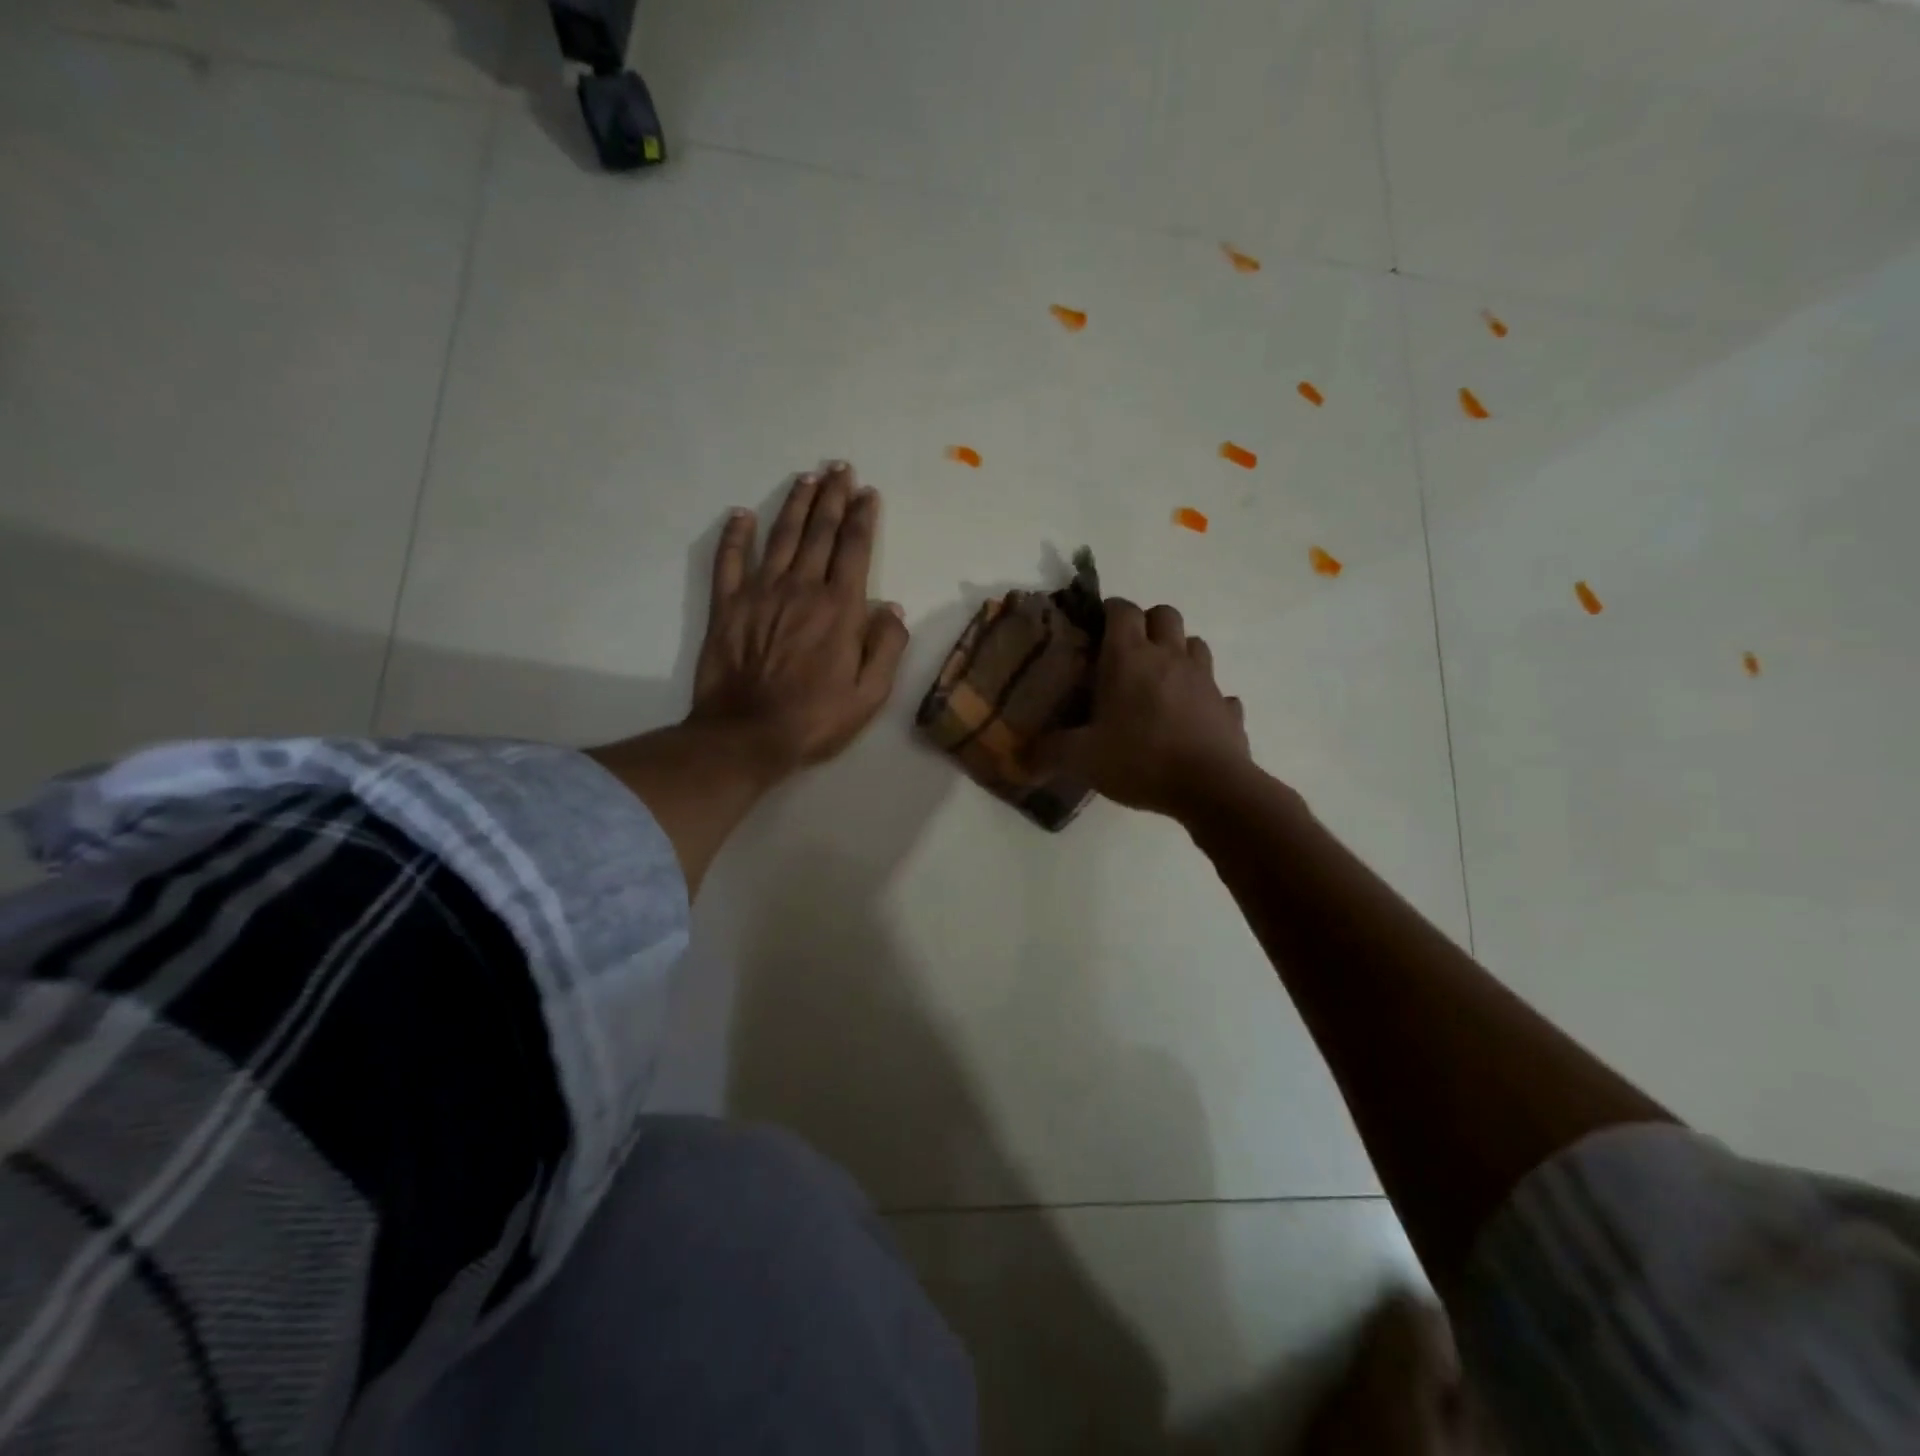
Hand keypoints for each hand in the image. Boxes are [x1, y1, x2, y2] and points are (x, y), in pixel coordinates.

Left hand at [687, 462, 908, 780]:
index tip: (868, 493)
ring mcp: (760, 593)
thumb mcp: (870, 694)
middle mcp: (801, 588)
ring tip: (807, 479)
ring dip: (796, 505)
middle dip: (833, 497)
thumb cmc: (816, 718)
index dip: (863, 517)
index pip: (854, 549)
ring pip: (781, 536)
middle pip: (819, 532)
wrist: (748, 735)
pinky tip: (742, 514)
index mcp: (839, 608)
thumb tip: (892, 607)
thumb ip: (886, 647)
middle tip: (840, 468)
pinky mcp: (727, 606)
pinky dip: (735, 535)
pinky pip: (729, 560)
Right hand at [1035, 598, 1250, 818]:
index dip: (1109, 611)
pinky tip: (1192, 718)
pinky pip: (1219, 692)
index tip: (1096, 629)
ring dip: (1178, 653)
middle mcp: (1170, 657)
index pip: (1122, 609)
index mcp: (1129, 658)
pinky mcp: (1227, 708)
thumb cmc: (1139, 760)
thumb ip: (1048, 753)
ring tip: (1159, 681)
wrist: (1210, 788)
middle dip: (1147, 624)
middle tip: (1128, 653)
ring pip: (1195, 645)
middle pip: (1165, 614)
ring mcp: (1205, 680)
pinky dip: (1205, 698)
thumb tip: (1020, 758)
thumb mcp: (1081, 759)